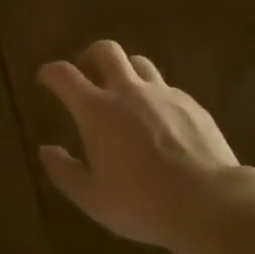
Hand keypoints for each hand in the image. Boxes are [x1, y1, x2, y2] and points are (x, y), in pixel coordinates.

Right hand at [37, 41, 250, 250]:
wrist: (209, 202)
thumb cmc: (141, 203)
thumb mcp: (92, 198)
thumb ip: (64, 171)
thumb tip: (46, 150)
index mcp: (97, 110)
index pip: (64, 75)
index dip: (50, 72)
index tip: (45, 78)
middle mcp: (128, 91)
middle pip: (106, 50)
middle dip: (90, 56)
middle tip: (87, 73)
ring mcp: (163, 94)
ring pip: (140, 63)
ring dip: (126, 72)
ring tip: (125, 95)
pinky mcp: (191, 104)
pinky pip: (167, 88)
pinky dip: (155, 96)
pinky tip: (160, 122)